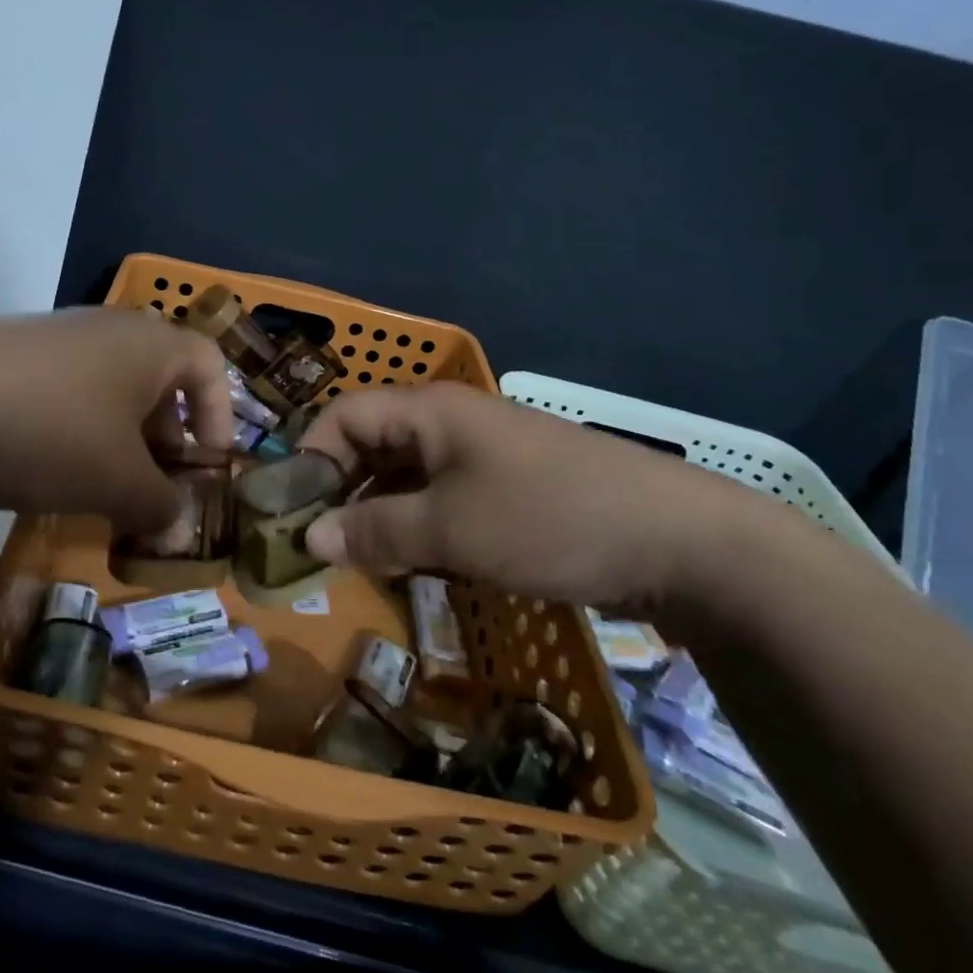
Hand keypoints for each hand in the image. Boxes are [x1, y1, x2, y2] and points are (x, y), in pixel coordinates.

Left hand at [0, 308, 232, 533]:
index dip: (220, 418)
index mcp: (151, 344)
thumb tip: (175, 521)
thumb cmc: (49, 432)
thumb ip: (161, 505)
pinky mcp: (11, 356)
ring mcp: (55, 338)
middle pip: (159, 382)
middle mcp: (108, 329)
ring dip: (117, 442)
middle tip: (154, 492)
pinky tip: (45, 472)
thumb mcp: (118, 482)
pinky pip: (64, 394)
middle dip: (165, 441)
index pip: (210, 366)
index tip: (207, 469)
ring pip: (109, 392)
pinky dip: (73, 433)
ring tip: (100, 492)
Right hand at [297, 383, 777, 615]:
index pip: (343, 416)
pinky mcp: (508, 488)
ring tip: (359, 560)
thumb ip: (374, 532)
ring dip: (377, 512)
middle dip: (339, 490)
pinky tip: (412, 561)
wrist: (680, 542)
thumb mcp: (450, 530)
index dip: (310, 458)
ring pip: (406, 475)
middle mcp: (450, 422)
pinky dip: (417, 523)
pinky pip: (441, 496)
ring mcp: (482, 455)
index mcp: (429, 411)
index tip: (292, 513)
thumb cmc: (548, 519)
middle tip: (319, 545)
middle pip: (371, 444)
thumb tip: (308, 537)